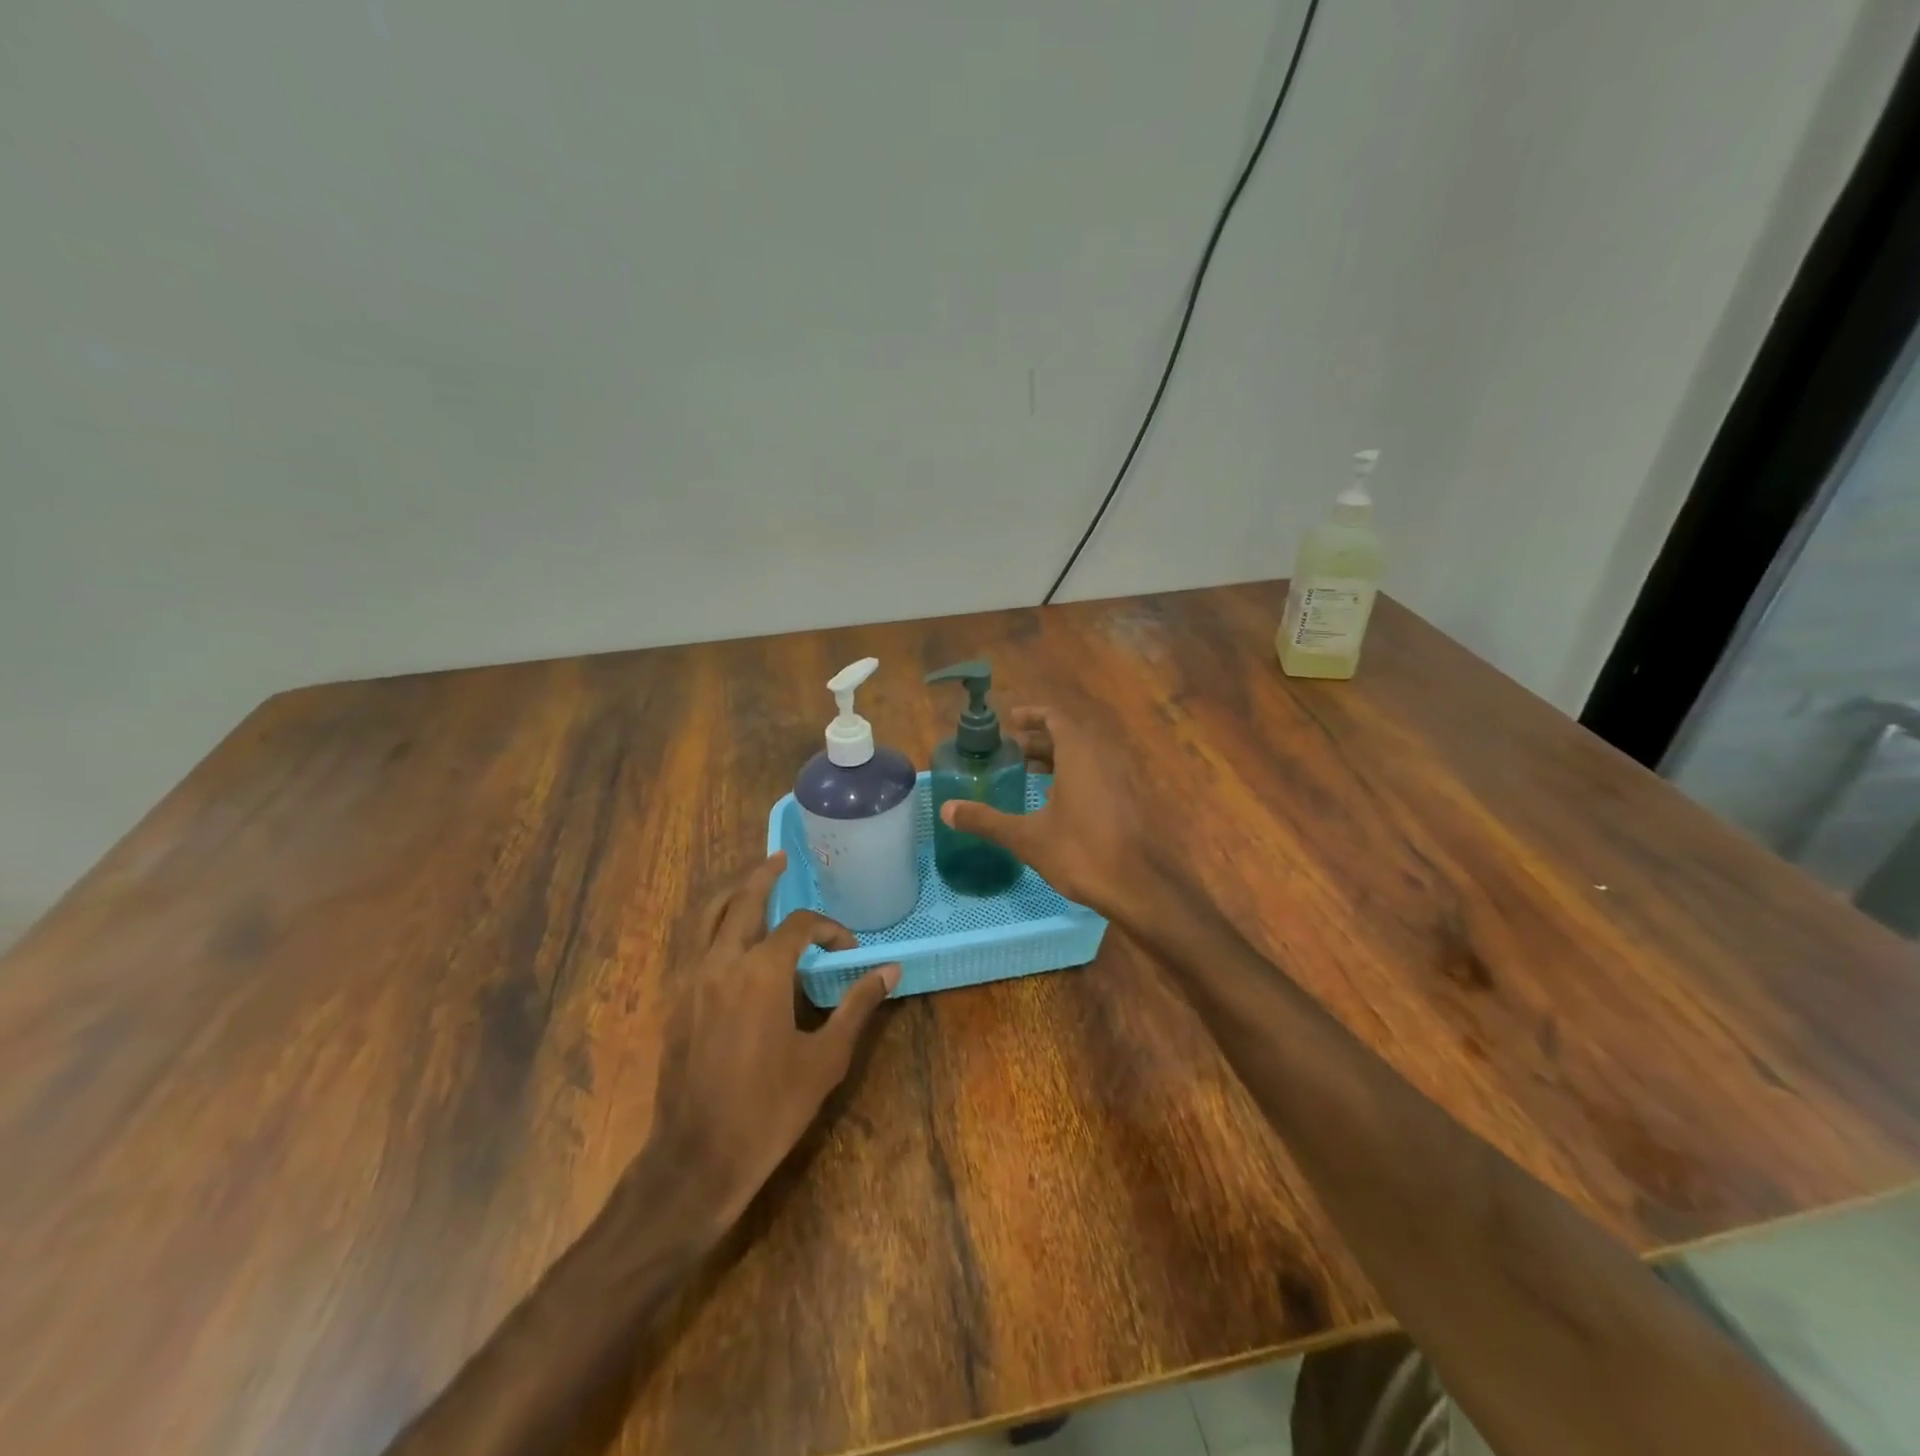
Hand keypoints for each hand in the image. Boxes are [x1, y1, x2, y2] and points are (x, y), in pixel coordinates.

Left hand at [641, 853, 897, 1230]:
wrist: (696, 1159)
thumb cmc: (768, 1110)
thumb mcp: (825, 1059)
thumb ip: (856, 1007)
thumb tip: (889, 970)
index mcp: (761, 972)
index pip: (799, 925)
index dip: (829, 929)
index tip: (849, 951)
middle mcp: (722, 963)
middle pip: (741, 901)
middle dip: (763, 876)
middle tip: (781, 859)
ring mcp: (692, 982)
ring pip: (708, 918)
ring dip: (733, 895)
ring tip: (752, 884)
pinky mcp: (677, 1003)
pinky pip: (697, 946)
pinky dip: (716, 926)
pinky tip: (734, 940)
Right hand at [938, 705, 1154, 919]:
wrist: (1138, 885)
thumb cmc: (1080, 852)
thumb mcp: (1026, 837)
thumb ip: (986, 820)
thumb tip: (946, 810)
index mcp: (1079, 753)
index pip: (1056, 717)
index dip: (1033, 716)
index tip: (1011, 722)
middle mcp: (1104, 756)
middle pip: (1071, 734)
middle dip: (1041, 739)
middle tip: (1013, 751)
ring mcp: (1122, 777)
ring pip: (1087, 754)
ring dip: (1060, 757)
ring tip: (1031, 773)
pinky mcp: (1131, 799)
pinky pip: (1100, 772)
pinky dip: (1077, 774)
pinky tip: (1060, 800)